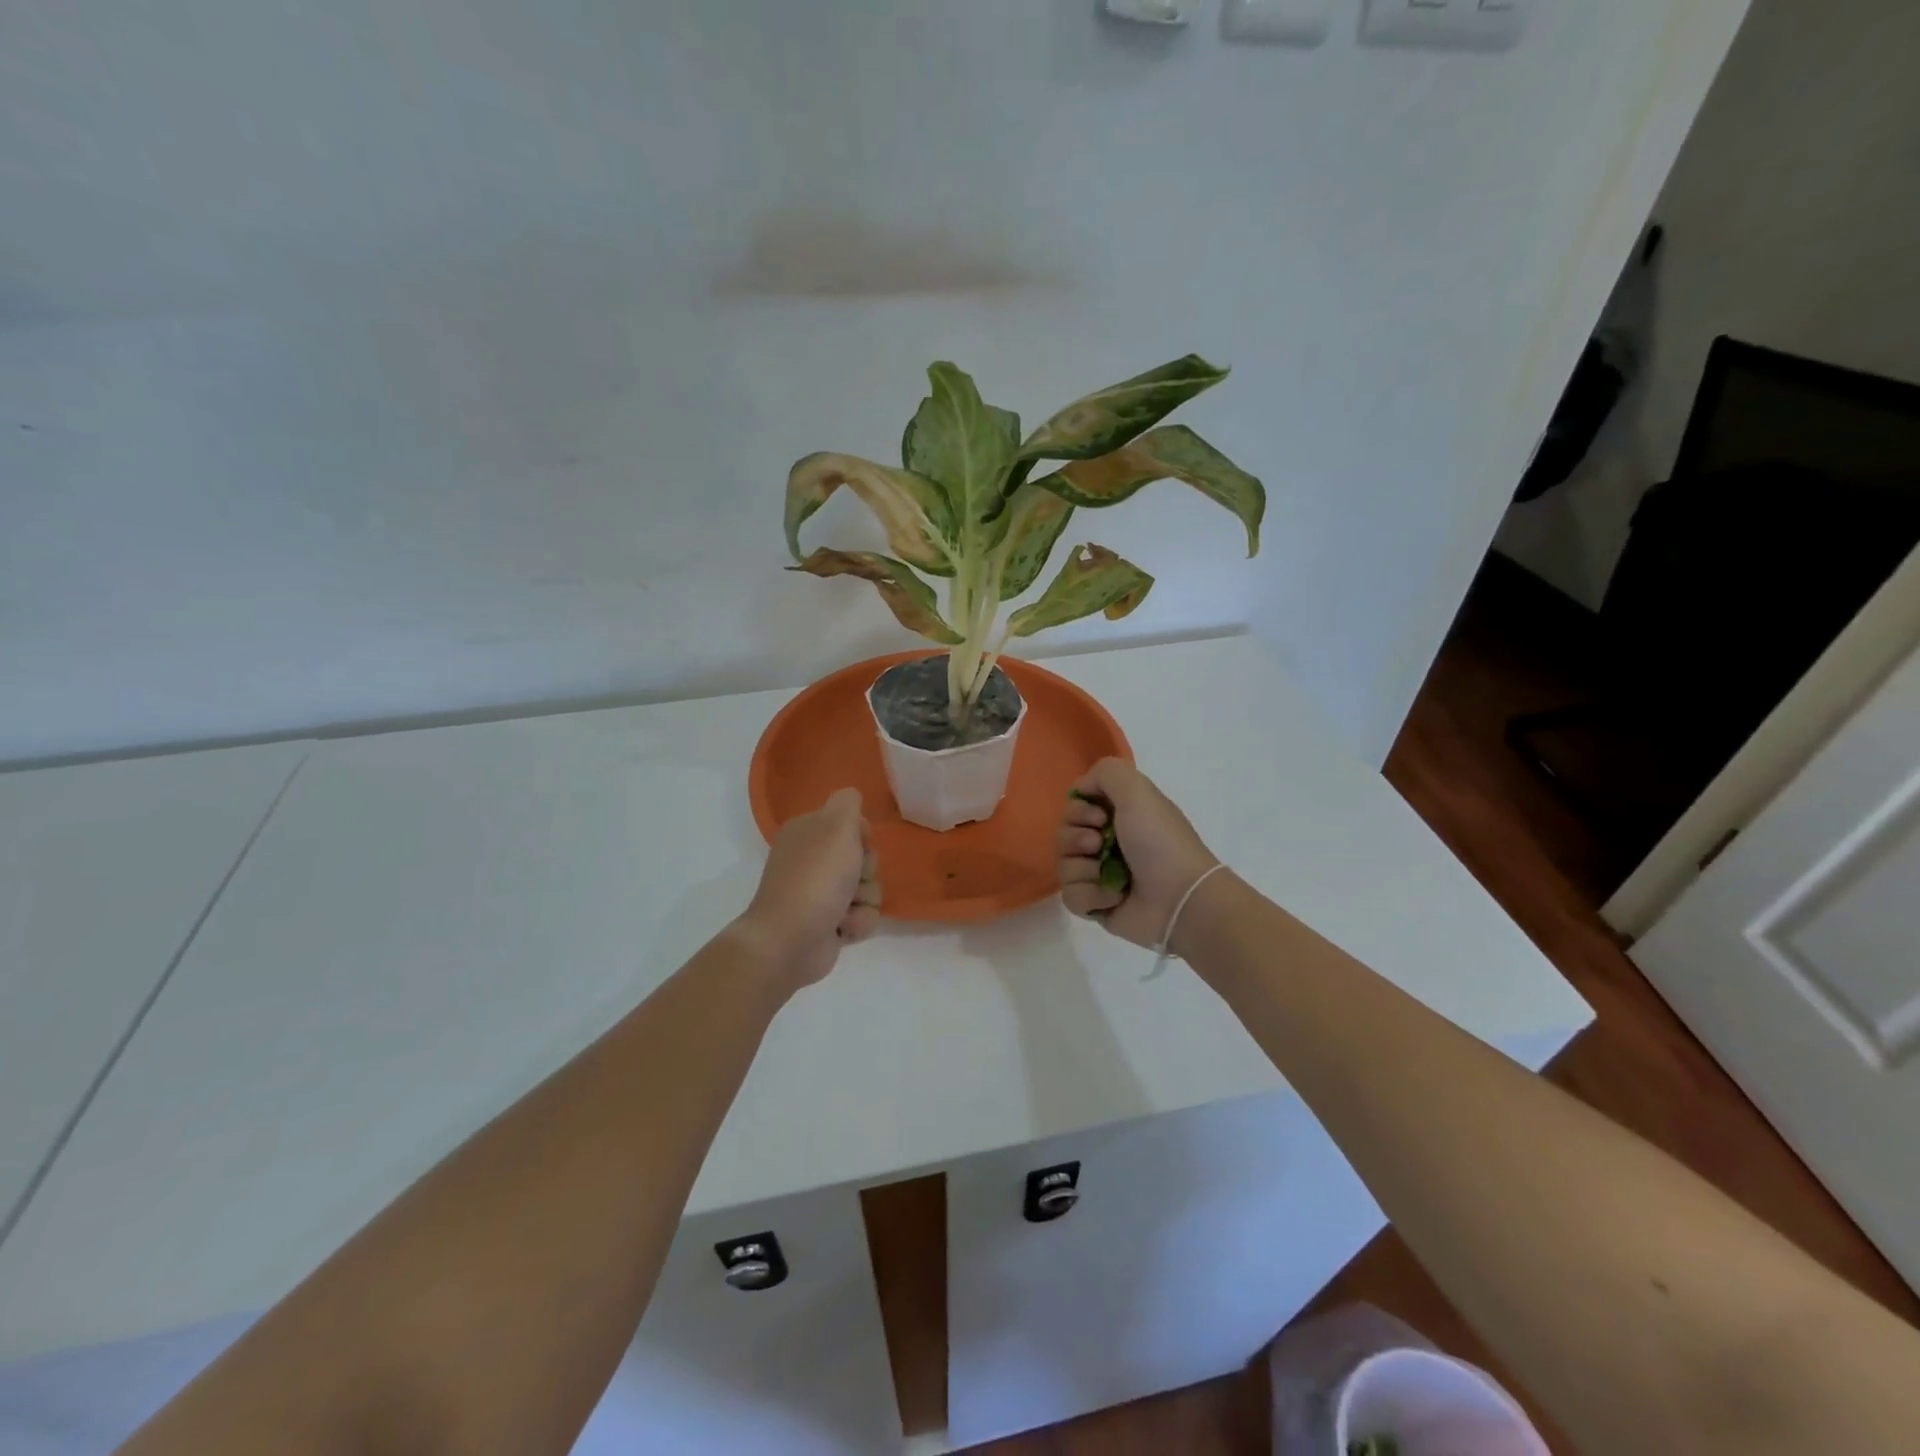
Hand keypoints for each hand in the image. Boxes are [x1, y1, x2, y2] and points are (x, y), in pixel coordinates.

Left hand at [738, 788, 881, 988]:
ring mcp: (821, 893)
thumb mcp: (837, 827)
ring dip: (864, 900)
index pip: (853, 823)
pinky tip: (842, 928)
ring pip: (870, 888)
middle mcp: (813, 859)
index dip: (863, 836)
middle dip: (867, 871)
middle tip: (851, 879)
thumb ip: (848, 804)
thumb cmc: (815, 879)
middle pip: (866, 857)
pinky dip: (858, 922)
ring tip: (844, 910)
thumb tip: (851, 797)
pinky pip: (864, 915)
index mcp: (808, 832)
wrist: (789, 941)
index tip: (859, 845)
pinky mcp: (830, 923)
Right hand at [1057, 758, 1218, 950]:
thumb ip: (1106, 772)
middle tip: (1099, 845)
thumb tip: (1080, 790)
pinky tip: (1114, 897)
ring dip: (1084, 869)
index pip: (1075, 806)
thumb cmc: (1159, 842)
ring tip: (1109, 875)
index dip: (1078, 810)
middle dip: (1076, 838)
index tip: (1098, 816)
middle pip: (1064, 834)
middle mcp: (1107, 842)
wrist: (1179, 899)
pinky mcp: (1096, 905)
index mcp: (1118, 815)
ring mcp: (1100, 875)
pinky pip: (1071, 896)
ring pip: (1063, 865)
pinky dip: (1090, 895)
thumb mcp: (1138, 790)